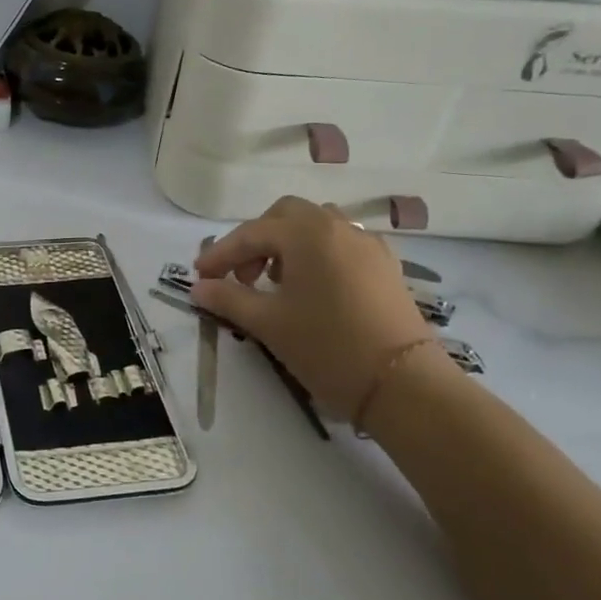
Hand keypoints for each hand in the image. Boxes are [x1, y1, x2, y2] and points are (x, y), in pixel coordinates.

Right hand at [190, 196, 435, 417]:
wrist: (402, 383)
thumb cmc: (326, 346)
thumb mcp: (268, 323)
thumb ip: (228, 299)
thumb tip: (198, 288)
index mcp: (307, 234)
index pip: (251, 234)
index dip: (220, 254)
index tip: (199, 276)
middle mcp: (339, 227)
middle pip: (286, 216)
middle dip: (256, 240)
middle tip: (241, 276)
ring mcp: (367, 245)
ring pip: (317, 227)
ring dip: (287, 244)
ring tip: (275, 281)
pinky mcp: (385, 266)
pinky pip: (341, 245)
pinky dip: (316, 255)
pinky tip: (310, 289)